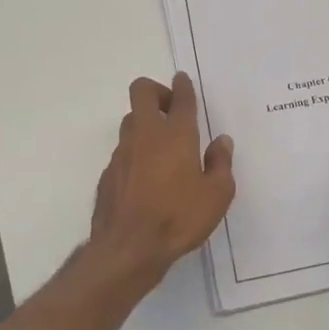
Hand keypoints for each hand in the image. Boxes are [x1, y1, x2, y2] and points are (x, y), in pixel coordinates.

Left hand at [86, 72, 234, 290]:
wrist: (128, 249)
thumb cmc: (179, 218)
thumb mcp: (217, 195)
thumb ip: (221, 163)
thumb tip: (221, 141)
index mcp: (176, 135)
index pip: (180, 98)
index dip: (183, 86)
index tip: (183, 80)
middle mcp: (145, 136)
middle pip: (141, 92)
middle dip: (156, 91)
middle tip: (170, 108)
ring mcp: (122, 154)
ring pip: (130, 121)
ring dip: (145, 123)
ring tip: (162, 146)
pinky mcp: (107, 174)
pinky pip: (123, 152)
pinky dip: (135, 154)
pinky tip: (146, 178)